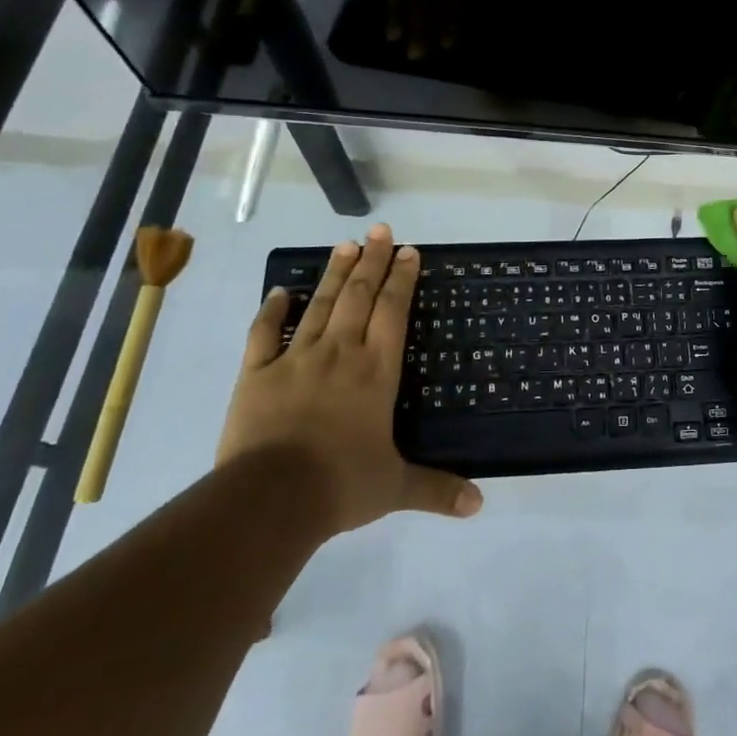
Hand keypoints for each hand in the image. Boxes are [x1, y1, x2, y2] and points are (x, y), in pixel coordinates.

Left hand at [219, 223, 481, 533]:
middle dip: (372, 261)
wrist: (268, 499)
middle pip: (359, 296)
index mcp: (376, 371)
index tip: (409, 251)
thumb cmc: (340, 486)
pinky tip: (279, 292)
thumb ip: (436, 489)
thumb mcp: (395, 488)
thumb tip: (479, 504)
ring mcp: (296, 359)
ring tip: (345, 244)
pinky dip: (272, 311)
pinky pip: (264, 335)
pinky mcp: (257, 375)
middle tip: (380, 231)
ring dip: (334, 273)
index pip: (393, 312)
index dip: (402, 279)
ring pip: (320, 305)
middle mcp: (340, 353)